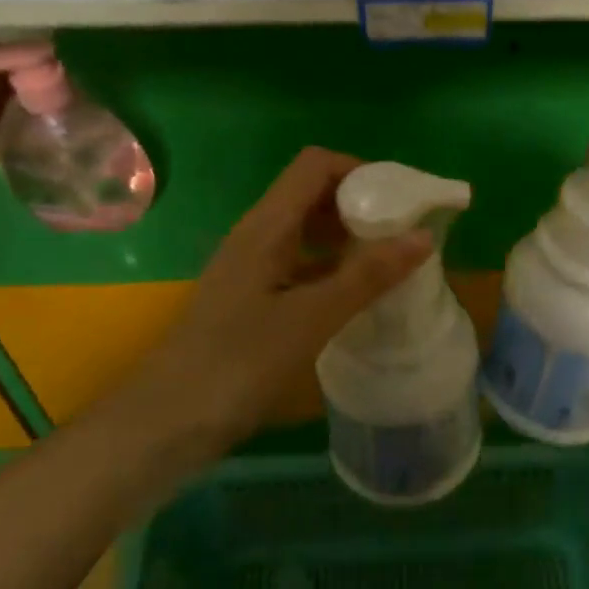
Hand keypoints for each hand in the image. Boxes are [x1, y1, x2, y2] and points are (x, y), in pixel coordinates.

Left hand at [142, 147, 432, 434]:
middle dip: (360, 203)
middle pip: (312, 193)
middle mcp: (257, 235)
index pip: (316, 165)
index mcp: (267, 225)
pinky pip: (299, 264)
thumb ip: (367, 276)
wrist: (166, 423)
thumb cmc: (237, 363)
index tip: (400, 199)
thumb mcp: (310, 318)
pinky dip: (330, 268)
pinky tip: (354, 296)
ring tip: (388, 262)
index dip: (360, 170)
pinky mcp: (251, 299)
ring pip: (306, 231)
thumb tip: (422, 236)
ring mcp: (251, 267)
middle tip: (403, 232)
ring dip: (346, 237)